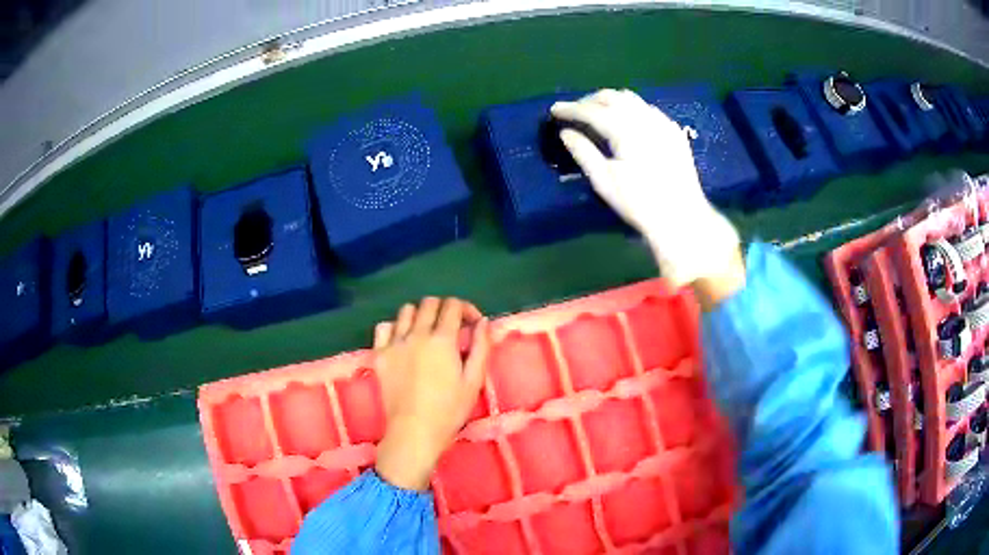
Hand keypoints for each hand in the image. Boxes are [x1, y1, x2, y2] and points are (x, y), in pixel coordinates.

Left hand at [373, 297, 491, 489]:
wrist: (414, 431)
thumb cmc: (449, 411)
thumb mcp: (474, 381)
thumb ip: (481, 347)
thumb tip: (482, 322)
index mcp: (442, 340)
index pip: (453, 306)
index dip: (466, 308)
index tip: (472, 323)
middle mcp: (416, 334)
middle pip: (429, 303)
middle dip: (444, 309)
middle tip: (451, 327)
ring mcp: (394, 343)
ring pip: (406, 310)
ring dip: (420, 315)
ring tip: (427, 332)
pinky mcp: (379, 354)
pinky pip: (384, 327)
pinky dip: (395, 327)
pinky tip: (403, 340)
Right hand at [551, 89, 742, 290]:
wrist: (682, 217)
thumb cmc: (639, 203)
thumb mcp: (604, 181)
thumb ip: (583, 152)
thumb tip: (565, 132)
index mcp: (625, 130)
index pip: (591, 110)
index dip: (570, 108)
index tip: (553, 109)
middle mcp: (644, 118)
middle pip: (611, 97)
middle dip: (589, 101)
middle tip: (574, 112)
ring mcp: (661, 122)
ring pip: (630, 98)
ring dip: (610, 101)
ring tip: (597, 113)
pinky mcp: (673, 131)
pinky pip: (647, 108)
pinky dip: (630, 108)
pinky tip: (625, 121)